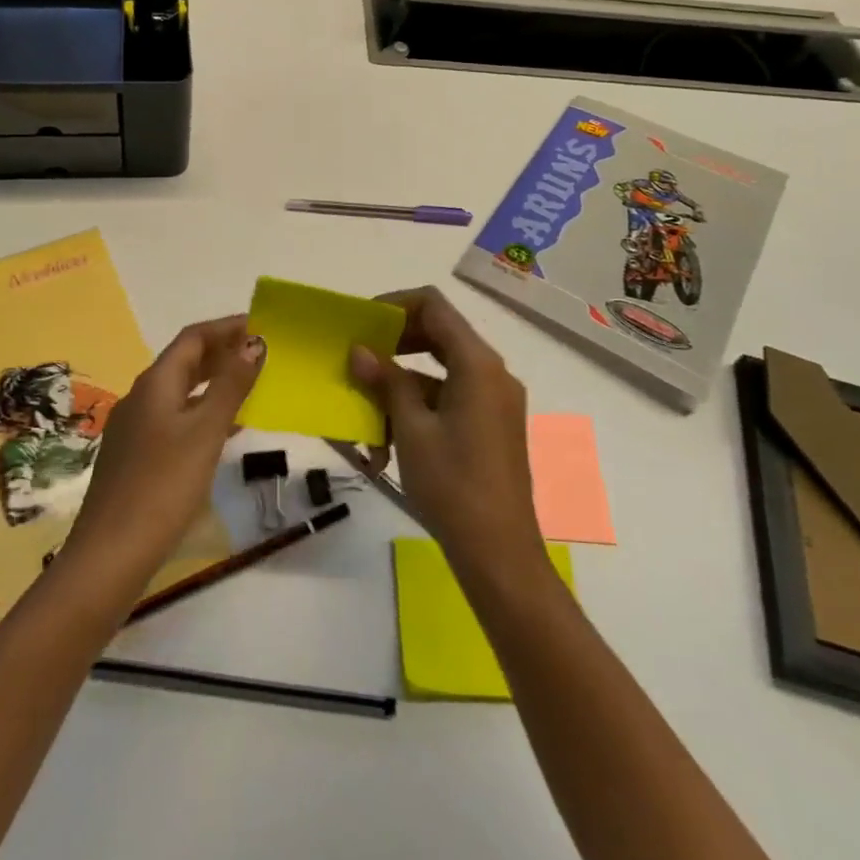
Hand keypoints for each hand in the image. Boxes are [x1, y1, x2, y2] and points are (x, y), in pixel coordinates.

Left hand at [69, 316, 264, 583]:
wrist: (111, 553)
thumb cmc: (164, 485)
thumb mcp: (205, 432)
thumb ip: (231, 386)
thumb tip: (254, 343)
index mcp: (155, 383)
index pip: (192, 338)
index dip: (225, 327)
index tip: (259, 325)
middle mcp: (140, 397)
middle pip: (183, 361)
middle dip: (220, 352)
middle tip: (259, 354)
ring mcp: (133, 428)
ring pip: (178, 391)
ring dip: (212, 383)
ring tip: (248, 387)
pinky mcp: (134, 456)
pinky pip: (173, 418)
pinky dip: (200, 411)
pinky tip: (221, 432)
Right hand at [349, 287, 542, 575]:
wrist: (499, 554)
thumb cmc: (452, 485)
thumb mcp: (411, 430)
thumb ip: (387, 382)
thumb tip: (360, 351)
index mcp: (477, 364)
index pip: (434, 306)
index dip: (395, 305)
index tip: (362, 324)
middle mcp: (492, 373)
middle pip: (439, 335)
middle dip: (395, 344)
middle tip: (360, 358)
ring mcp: (496, 401)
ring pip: (441, 371)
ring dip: (402, 385)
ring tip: (366, 415)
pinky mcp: (492, 426)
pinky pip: (451, 399)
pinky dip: (420, 409)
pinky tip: (388, 444)